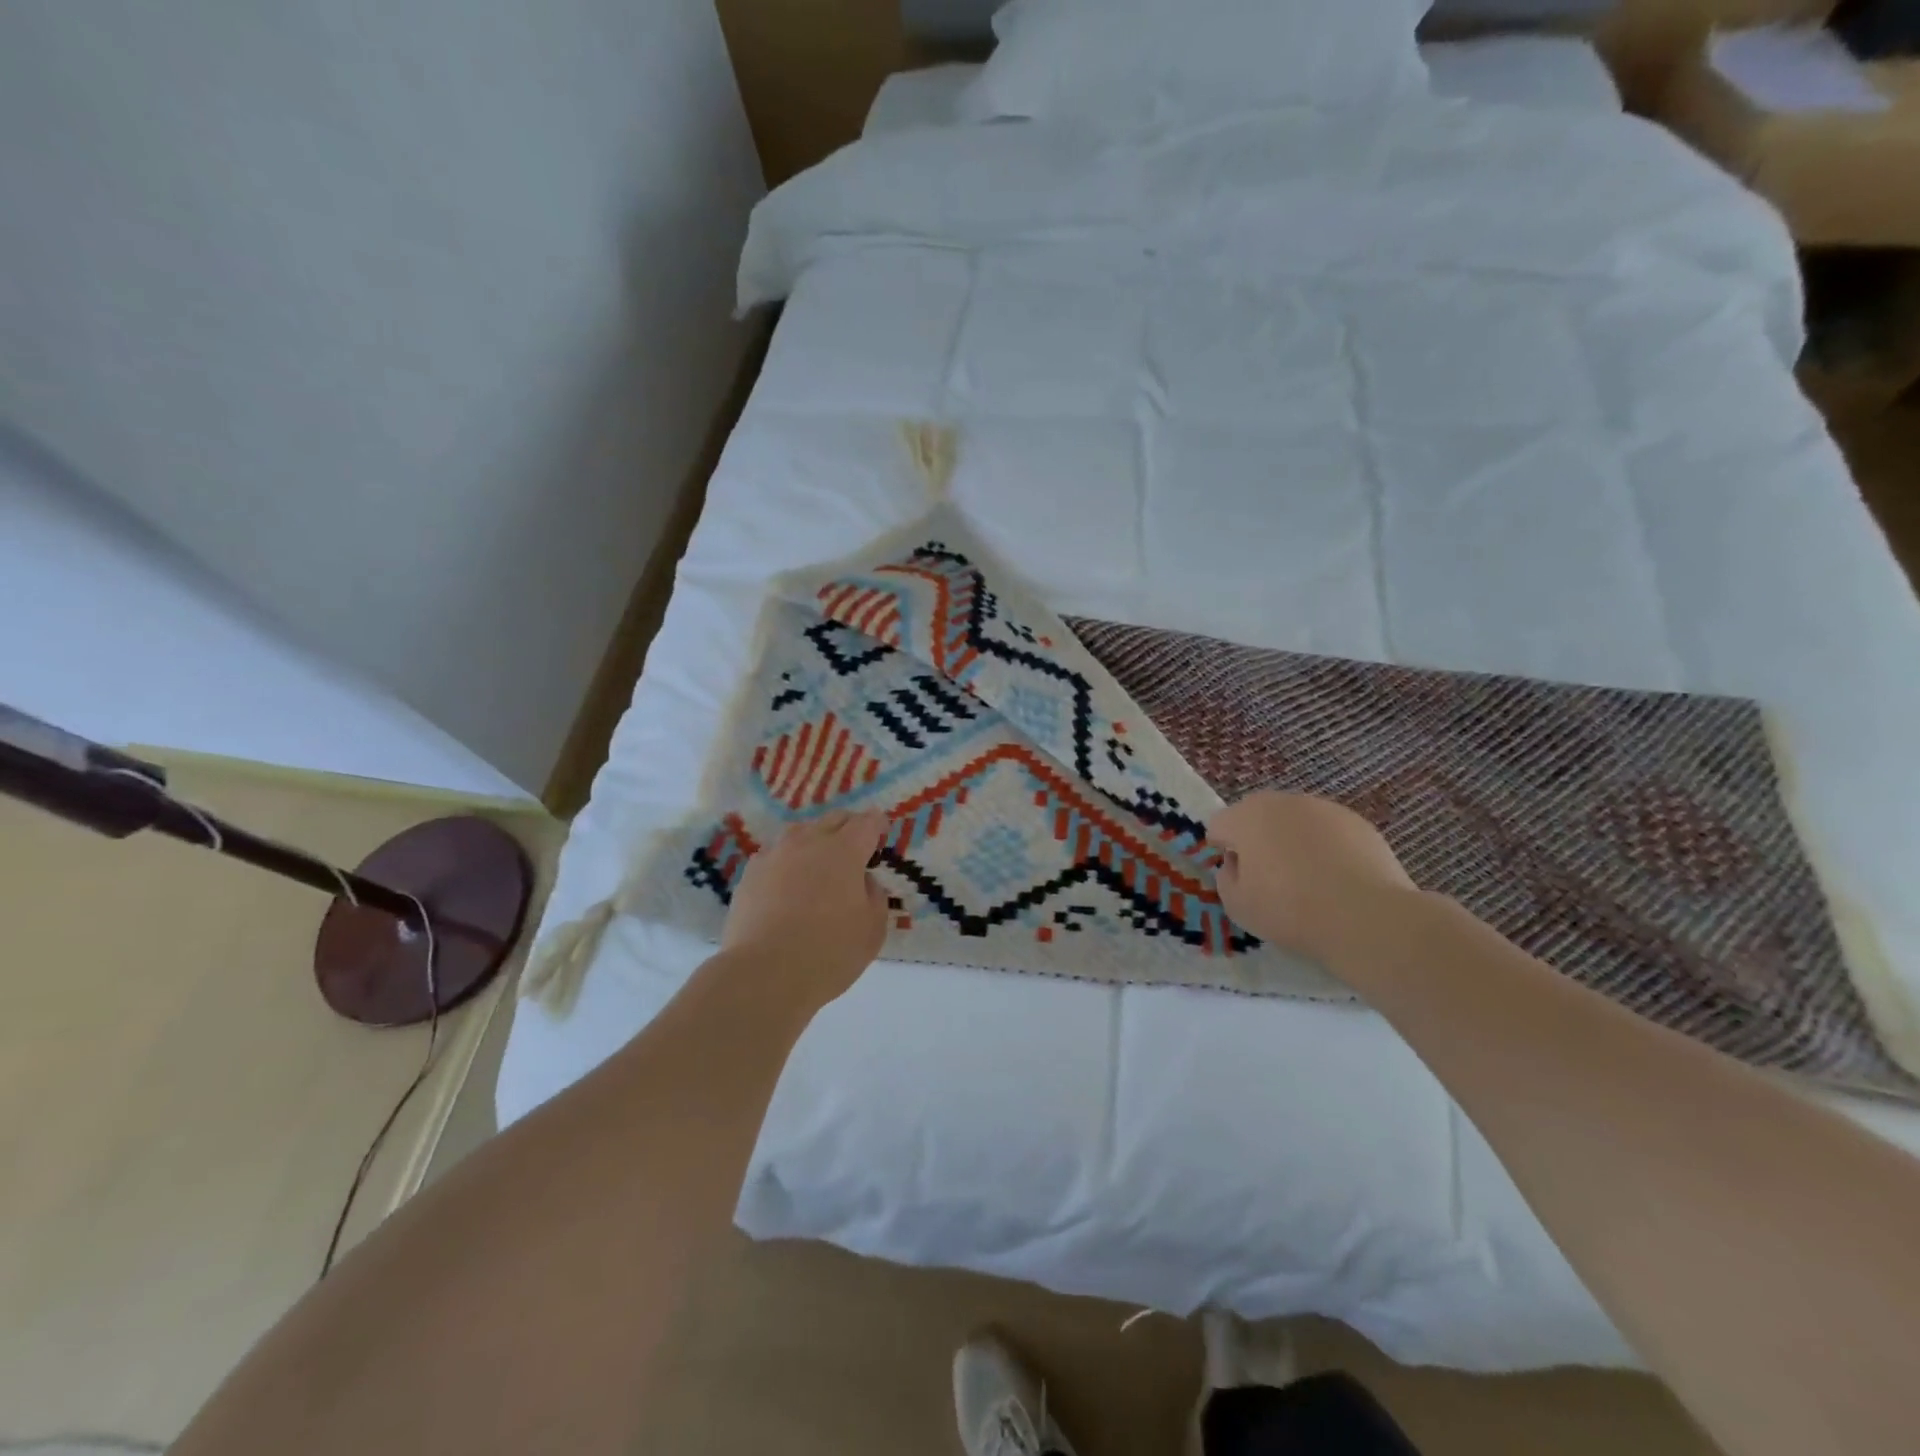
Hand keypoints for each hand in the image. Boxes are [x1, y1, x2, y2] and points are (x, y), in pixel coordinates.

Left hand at [719, 810, 890, 1004]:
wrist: (764, 974)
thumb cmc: (829, 952)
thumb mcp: (873, 929)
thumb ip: (875, 896)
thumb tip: (863, 881)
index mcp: (845, 851)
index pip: (867, 822)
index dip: (877, 824)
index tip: (881, 832)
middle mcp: (809, 842)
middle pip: (833, 820)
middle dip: (849, 827)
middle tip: (856, 847)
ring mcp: (775, 854)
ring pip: (800, 833)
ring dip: (816, 840)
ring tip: (819, 862)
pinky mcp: (750, 873)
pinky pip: (775, 855)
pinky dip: (788, 861)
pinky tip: (788, 882)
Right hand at [1209, 792, 1417, 964]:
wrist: (1365, 917)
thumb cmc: (1289, 910)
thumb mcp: (1237, 905)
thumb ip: (1226, 878)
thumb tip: (1237, 864)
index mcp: (1247, 817)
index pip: (1220, 825)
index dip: (1223, 850)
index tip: (1238, 876)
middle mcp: (1283, 802)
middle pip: (1258, 816)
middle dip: (1257, 839)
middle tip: (1269, 877)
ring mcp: (1324, 808)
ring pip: (1295, 822)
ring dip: (1292, 841)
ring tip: (1308, 879)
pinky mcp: (1358, 822)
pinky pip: (1328, 832)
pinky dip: (1326, 848)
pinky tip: (1337, 879)